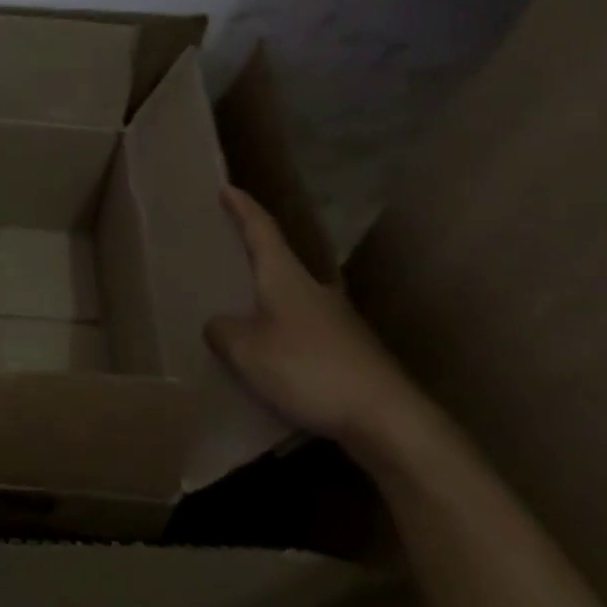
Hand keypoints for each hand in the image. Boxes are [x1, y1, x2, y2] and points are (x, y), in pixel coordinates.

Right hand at [206, 185, 425, 449]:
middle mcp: (314, 289)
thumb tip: (218, 324)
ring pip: (293, 298)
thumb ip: (223, 332)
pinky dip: (282, 332)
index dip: (243, 209)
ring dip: (268, 298)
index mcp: (287, 278)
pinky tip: (270, 354)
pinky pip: (303, 330)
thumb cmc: (308, 370)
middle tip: (227, 250)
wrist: (387, 419)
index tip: (226, 188)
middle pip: (280, 261)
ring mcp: (337, 321)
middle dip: (255, 254)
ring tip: (241, 309)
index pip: (261, 230)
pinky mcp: (349, 351)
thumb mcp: (246, 351)